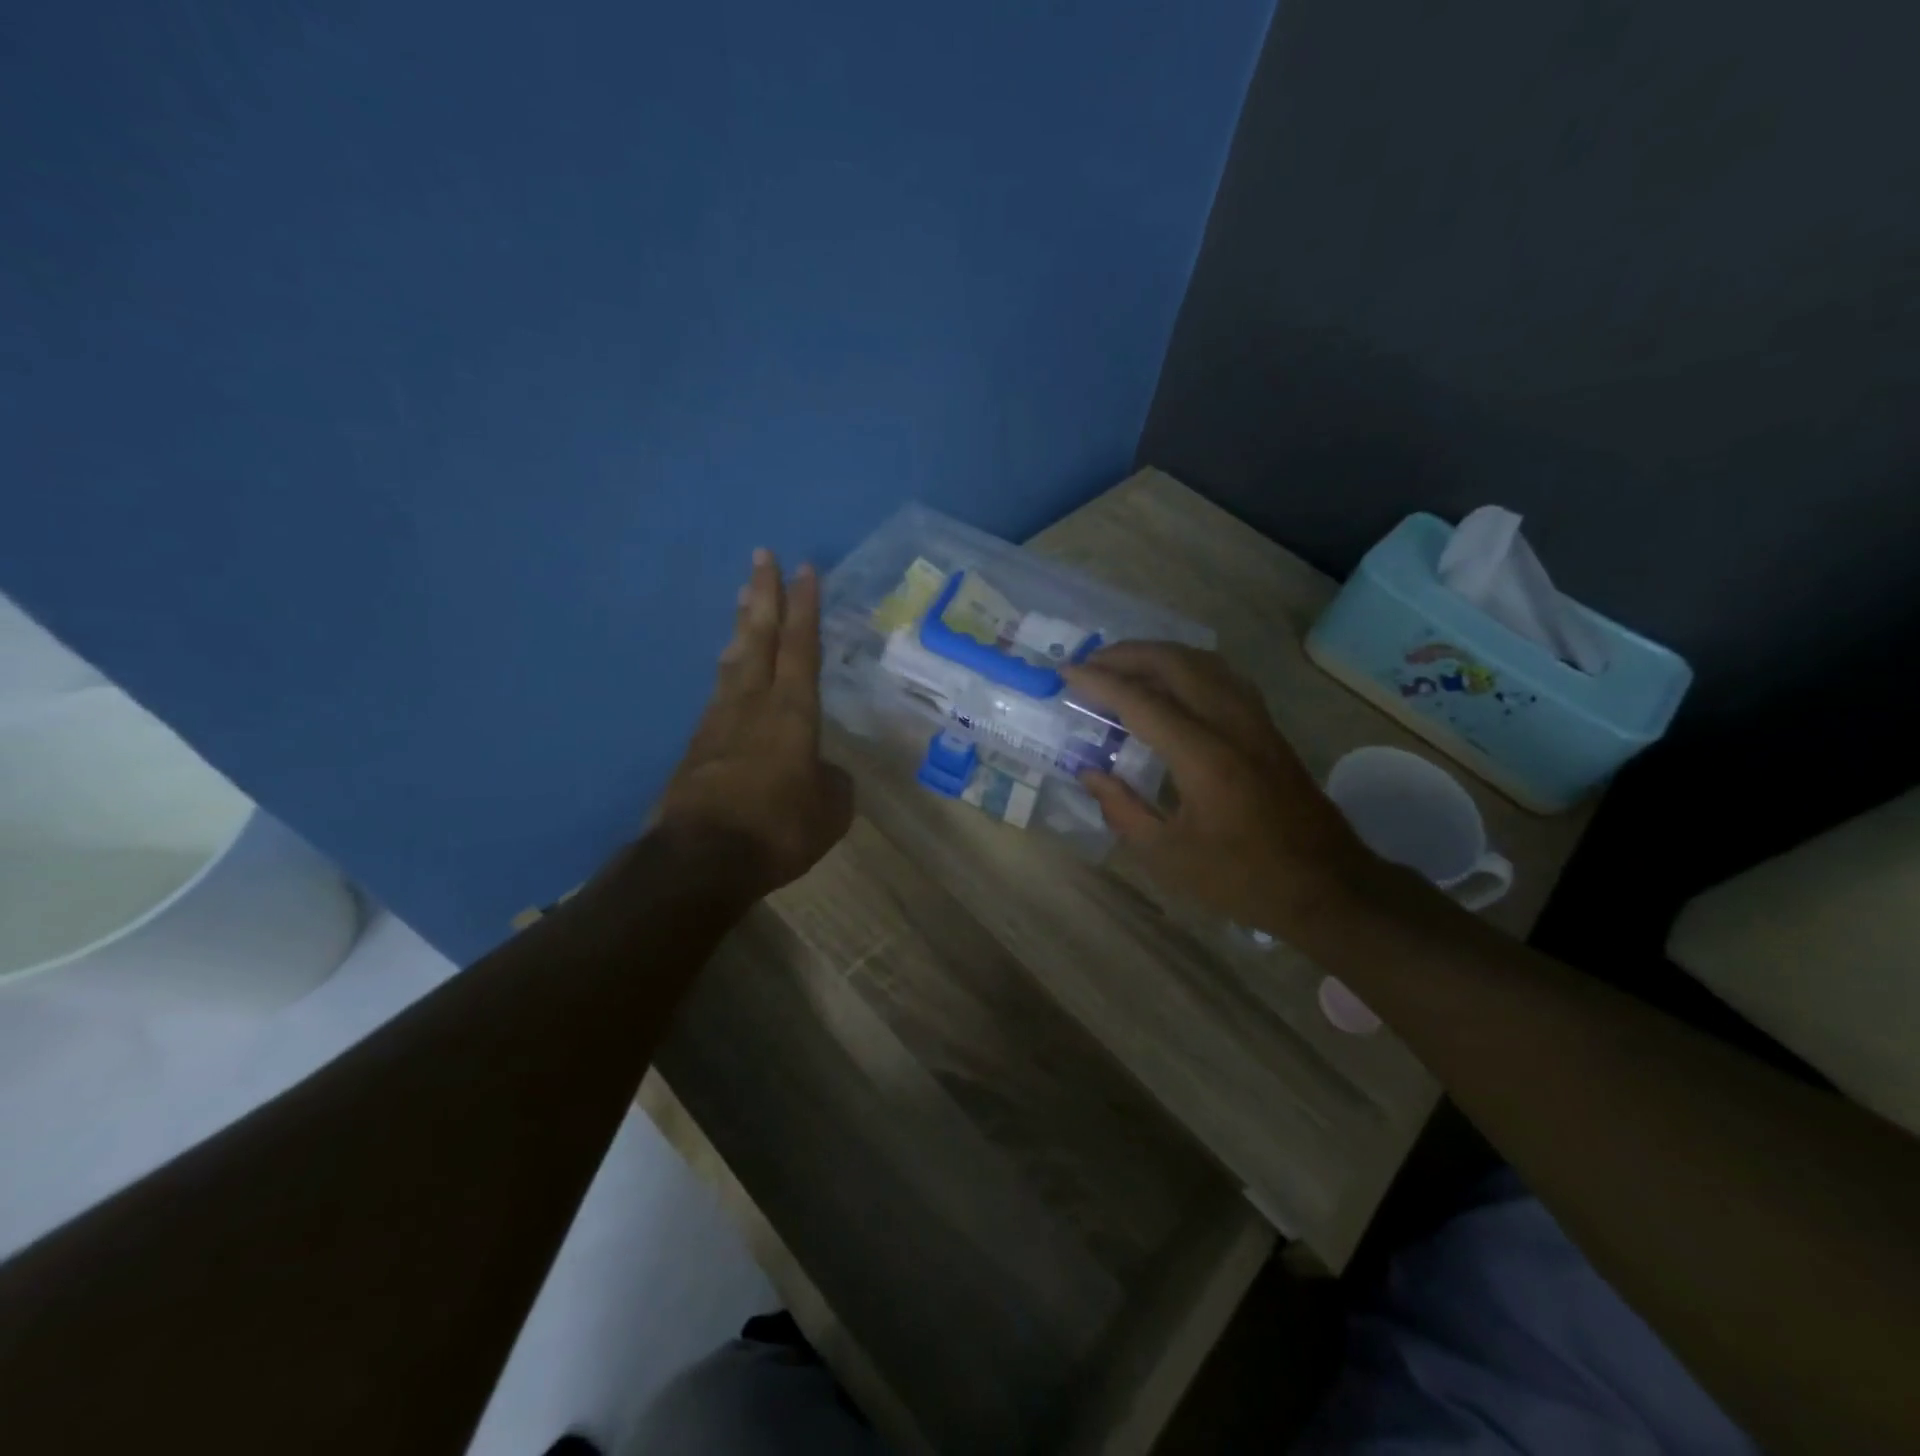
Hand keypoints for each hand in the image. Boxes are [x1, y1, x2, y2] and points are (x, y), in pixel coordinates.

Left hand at [655, 550, 853, 898]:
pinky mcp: (698, 744)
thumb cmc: (778, 828)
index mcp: (793, 712)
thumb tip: (823, 773)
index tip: (804, 569)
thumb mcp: (830, 811)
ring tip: (743, 596)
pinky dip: (729, 667)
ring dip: (741, 624)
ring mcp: (719, 720)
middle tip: (761, 556)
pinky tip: (729, 666)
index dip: (805, 607)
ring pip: (733, 658)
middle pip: (759, 636)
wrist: (701, 859)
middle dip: (763, 594)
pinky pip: (719, 690)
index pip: (801, 646)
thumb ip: (832, 783)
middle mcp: (753, 703)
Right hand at [1065, 642, 1374, 932]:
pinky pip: (1223, 677)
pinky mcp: (1268, 728)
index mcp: (1204, 758)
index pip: (1142, 702)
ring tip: (1125, 666)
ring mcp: (1256, 722)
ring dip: (1160, 654)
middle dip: (1128, 654)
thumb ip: (1122, 809)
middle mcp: (1232, 726)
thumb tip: (1090, 772)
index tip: (1067, 672)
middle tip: (1092, 663)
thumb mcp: (1168, 856)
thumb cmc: (1241, 878)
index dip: (1100, 683)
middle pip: (1176, 664)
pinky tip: (1172, 684)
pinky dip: (1188, 667)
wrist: (1325, 886)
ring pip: (1205, 662)